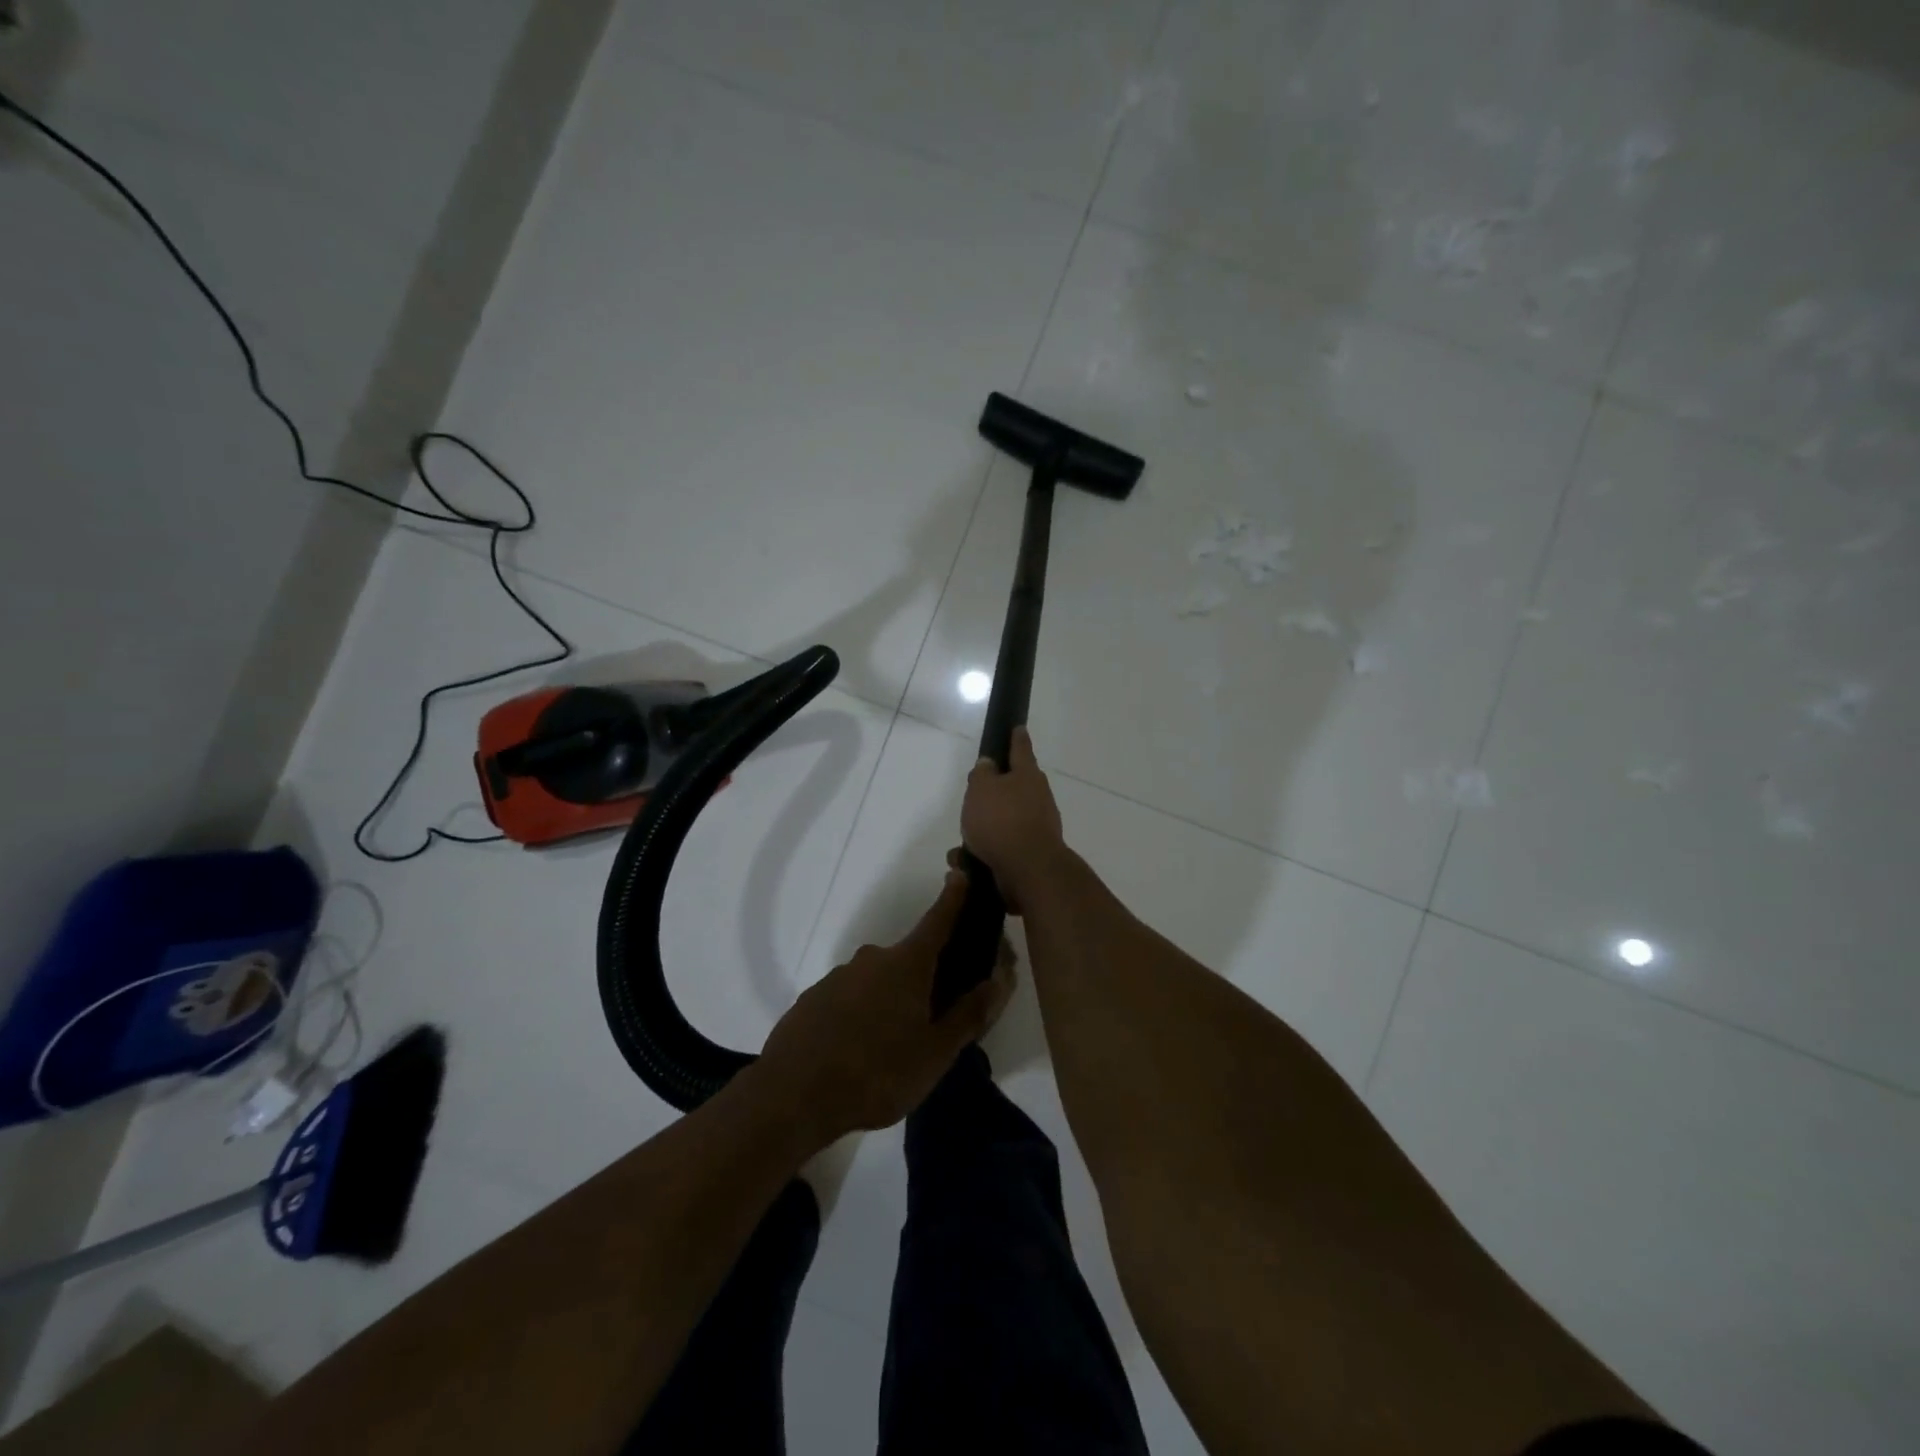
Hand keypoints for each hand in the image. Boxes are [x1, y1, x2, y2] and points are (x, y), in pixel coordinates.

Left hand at [757, 871, 1014, 1142]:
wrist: (792, 1095)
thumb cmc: (877, 1072)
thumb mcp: (936, 1053)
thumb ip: (970, 1014)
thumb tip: (1000, 977)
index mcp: (907, 965)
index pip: (938, 920)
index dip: (954, 898)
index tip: (962, 873)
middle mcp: (873, 959)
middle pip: (910, 958)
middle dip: (927, 977)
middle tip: (936, 1017)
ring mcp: (839, 976)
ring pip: (879, 981)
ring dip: (893, 1000)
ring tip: (896, 1045)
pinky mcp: (814, 998)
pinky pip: (851, 998)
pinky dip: (863, 1013)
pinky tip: (861, 1049)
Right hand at [961, 726, 1067, 912]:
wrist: (1028, 869)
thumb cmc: (1002, 820)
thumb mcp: (981, 789)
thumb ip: (982, 774)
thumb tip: (989, 765)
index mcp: (1027, 775)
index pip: (1020, 748)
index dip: (1016, 737)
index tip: (1017, 727)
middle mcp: (1038, 797)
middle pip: (1015, 787)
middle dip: (994, 792)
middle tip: (974, 796)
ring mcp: (1038, 825)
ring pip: (1005, 820)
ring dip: (984, 829)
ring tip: (960, 844)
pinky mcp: (1032, 852)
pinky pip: (1003, 846)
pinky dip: (985, 851)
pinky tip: (966, 862)